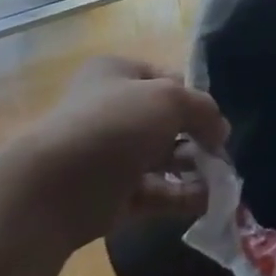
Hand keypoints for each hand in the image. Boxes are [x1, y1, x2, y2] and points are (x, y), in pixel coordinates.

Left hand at [10, 55, 230, 248]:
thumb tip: (220, 132)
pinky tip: (211, 200)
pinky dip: (183, 195)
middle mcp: (112, 111)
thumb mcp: (169, 99)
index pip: (169, 79)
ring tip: (224, 178)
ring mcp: (111, 155)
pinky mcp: (112, 195)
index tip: (217, 117)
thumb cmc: (112, 127)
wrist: (51, 191)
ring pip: (164, 158)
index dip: (196, 96)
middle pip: (168, 121)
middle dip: (199, 136)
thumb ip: (203, 109)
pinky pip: (157, 192)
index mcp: (117, 75)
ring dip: (196, 167)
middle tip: (223, 152)